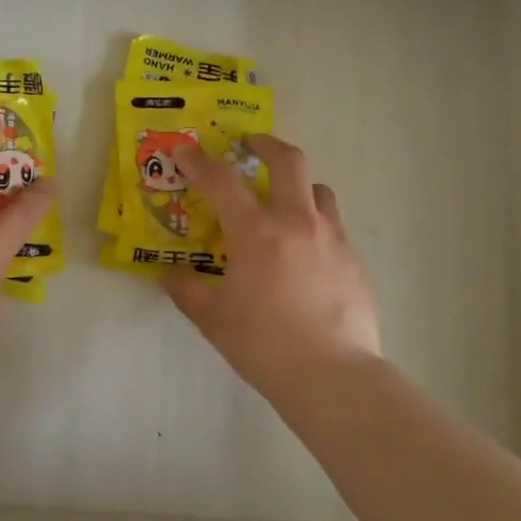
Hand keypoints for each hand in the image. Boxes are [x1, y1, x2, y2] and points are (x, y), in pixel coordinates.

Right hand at [163, 134, 380, 407]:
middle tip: (250, 145)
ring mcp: (332, 239)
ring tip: (283, 202)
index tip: (185, 152)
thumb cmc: (264, 345)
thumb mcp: (213, 319)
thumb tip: (167, 276)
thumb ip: (187, 291)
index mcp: (256, 232)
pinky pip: (333, 225)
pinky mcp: (353, 260)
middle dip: (266, 145)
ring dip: (298, 185)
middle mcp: (297, 222)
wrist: (333, 376)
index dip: (199, 162)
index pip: (222, 181)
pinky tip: (304, 253)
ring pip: (319, 190)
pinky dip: (314, 223)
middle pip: (288, 161)